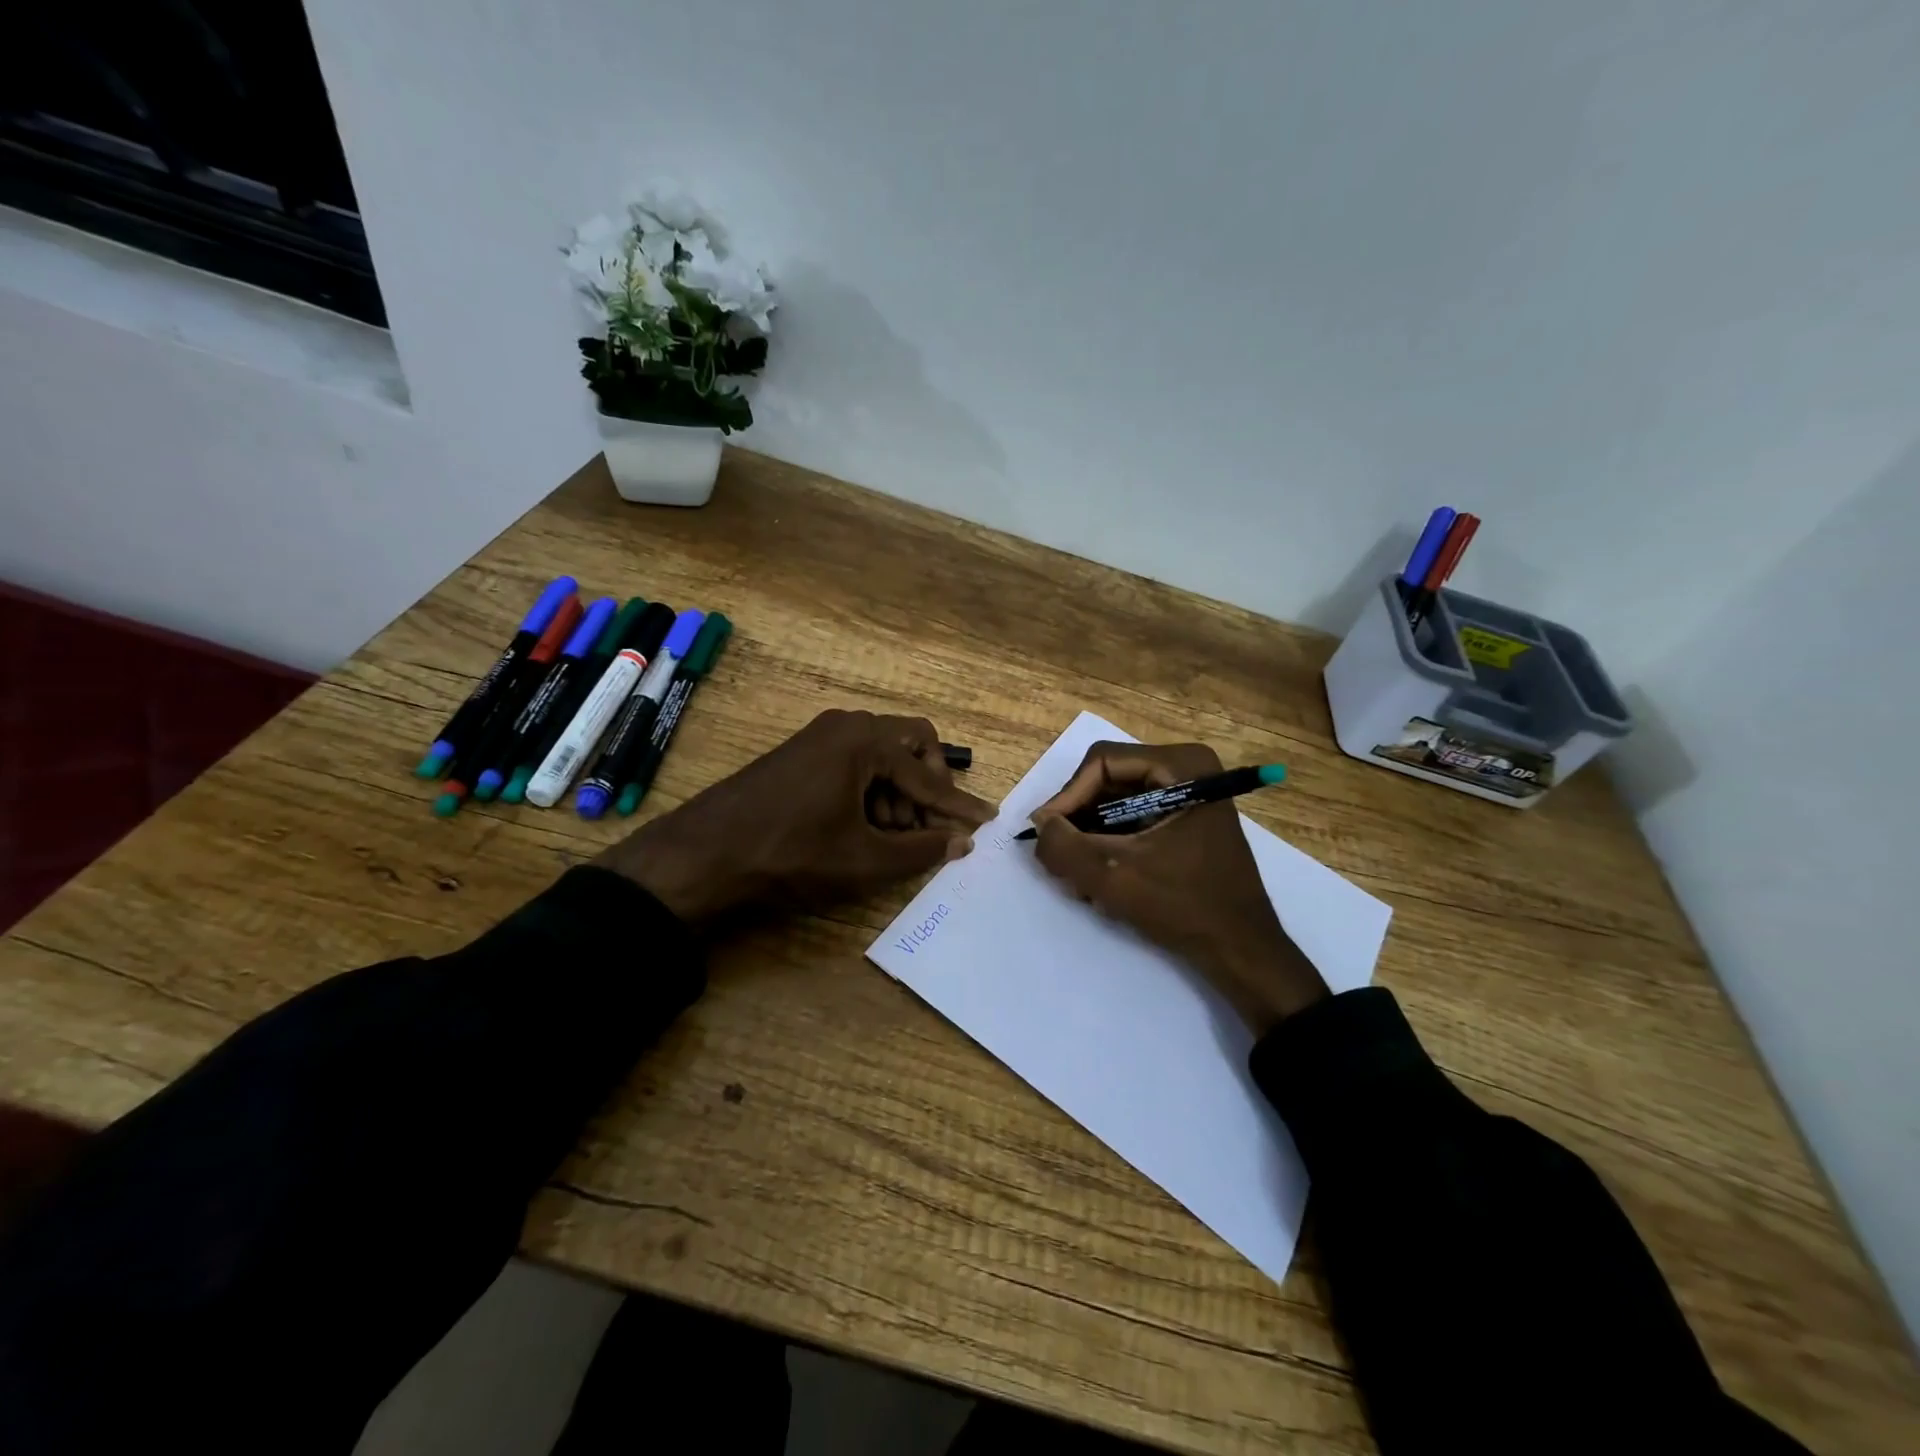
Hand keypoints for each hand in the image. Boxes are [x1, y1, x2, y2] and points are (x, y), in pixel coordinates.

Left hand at [598, 710, 993, 923]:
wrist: (703, 855)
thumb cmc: (790, 853)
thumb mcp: (863, 860)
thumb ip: (921, 850)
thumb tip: (962, 842)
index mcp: (864, 739)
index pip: (928, 774)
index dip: (958, 805)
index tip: (986, 822)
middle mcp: (846, 725)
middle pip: (912, 745)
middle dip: (927, 787)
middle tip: (926, 828)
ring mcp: (820, 737)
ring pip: (883, 756)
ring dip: (898, 793)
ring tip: (891, 837)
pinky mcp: (803, 754)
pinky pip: (855, 763)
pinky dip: (871, 792)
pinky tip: (863, 829)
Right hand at [1032, 742, 1328, 1035]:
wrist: (1242, 950)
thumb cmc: (1185, 906)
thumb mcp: (1114, 877)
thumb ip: (1064, 847)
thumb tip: (1040, 826)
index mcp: (1182, 765)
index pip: (1102, 763)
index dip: (1067, 797)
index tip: (1046, 835)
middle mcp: (1187, 769)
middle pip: (1108, 782)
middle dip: (1079, 823)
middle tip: (1058, 861)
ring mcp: (1188, 795)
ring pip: (1115, 804)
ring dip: (1091, 840)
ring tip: (1078, 880)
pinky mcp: (1184, 821)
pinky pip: (1132, 820)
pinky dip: (1111, 847)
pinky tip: (1100, 884)